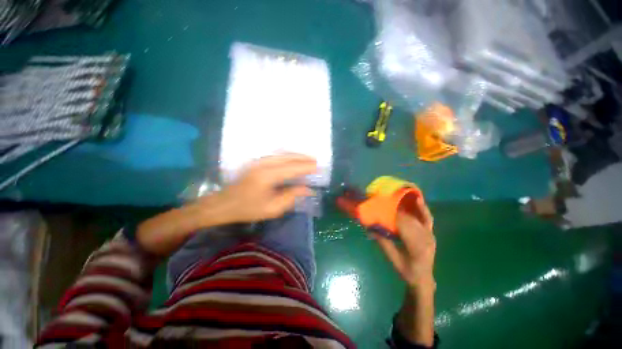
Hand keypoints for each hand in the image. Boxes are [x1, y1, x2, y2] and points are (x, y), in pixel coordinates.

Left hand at [211, 154, 316, 222]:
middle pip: (288, 157)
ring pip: (282, 154)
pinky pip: (276, 155)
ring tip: (308, 159)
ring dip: (296, 155)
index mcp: (267, 176)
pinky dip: (288, 156)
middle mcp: (263, 164)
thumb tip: (307, 189)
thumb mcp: (272, 209)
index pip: (292, 168)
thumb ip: (291, 196)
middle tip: (316, 161)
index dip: (306, 167)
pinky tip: (294, 159)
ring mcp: (258, 161)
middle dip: (303, 158)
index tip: (318, 167)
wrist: (224, 204)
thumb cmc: (248, 209)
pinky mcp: (256, 161)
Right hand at [375, 197, 435, 289]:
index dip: (393, 214)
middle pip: (409, 218)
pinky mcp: (431, 232)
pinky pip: (427, 217)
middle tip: (385, 200)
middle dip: (396, 207)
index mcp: (416, 246)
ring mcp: (430, 234)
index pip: (403, 225)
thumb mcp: (393, 259)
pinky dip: (422, 208)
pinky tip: (417, 199)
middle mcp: (426, 238)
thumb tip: (370, 228)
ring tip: (396, 195)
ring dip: (406, 205)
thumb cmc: (407, 271)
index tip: (382, 206)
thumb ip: (383, 242)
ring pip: (417, 216)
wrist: (424, 279)